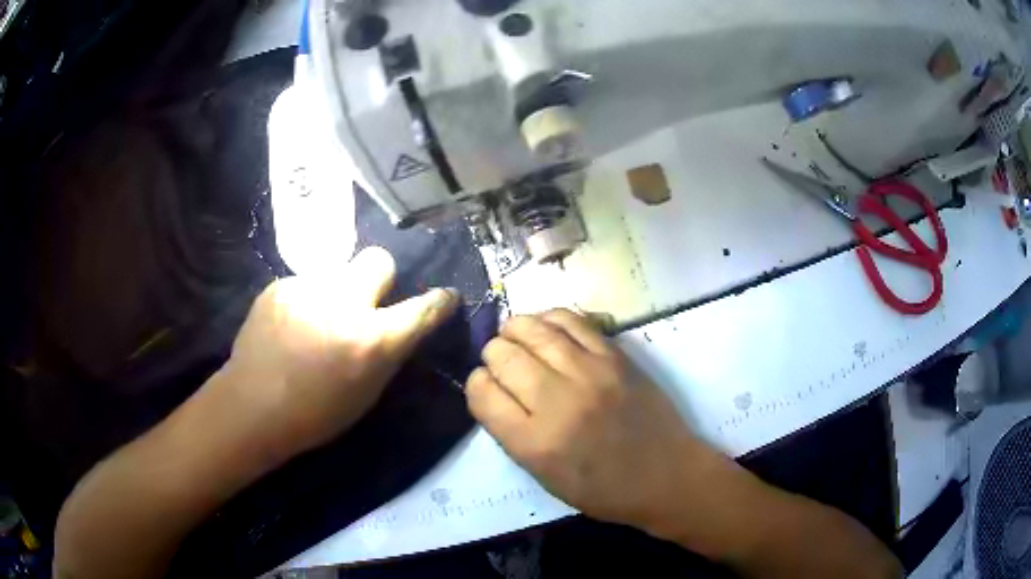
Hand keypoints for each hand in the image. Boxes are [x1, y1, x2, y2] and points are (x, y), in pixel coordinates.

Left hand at [219, 246, 458, 462]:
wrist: (252, 405)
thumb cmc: (315, 414)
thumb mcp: (367, 393)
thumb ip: (387, 353)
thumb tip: (399, 327)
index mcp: (372, 339)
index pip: (423, 308)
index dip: (440, 301)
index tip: (445, 297)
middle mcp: (343, 303)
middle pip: (378, 259)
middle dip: (380, 277)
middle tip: (365, 300)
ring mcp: (307, 289)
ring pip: (337, 270)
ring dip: (337, 290)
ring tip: (317, 317)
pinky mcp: (280, 285)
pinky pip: (306, 283)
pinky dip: (306, 299)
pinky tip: (290, 324)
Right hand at [465, 309, 707, 530]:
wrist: (666, 475)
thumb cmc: (603, 489)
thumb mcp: (544, 476)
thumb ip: (512, 433)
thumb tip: (494, 390)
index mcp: (534, 443)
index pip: (482, 393)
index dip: (476, 385)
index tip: (486, 387)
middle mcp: (557, 402)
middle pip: (502, 356)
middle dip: (492, 356)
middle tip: (501, 362)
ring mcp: (589, 373)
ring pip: (532, 330)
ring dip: (514, 330)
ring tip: (515, 336)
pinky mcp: (615, 356)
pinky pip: (570, 320)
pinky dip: (549, 318)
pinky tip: (545, 327)